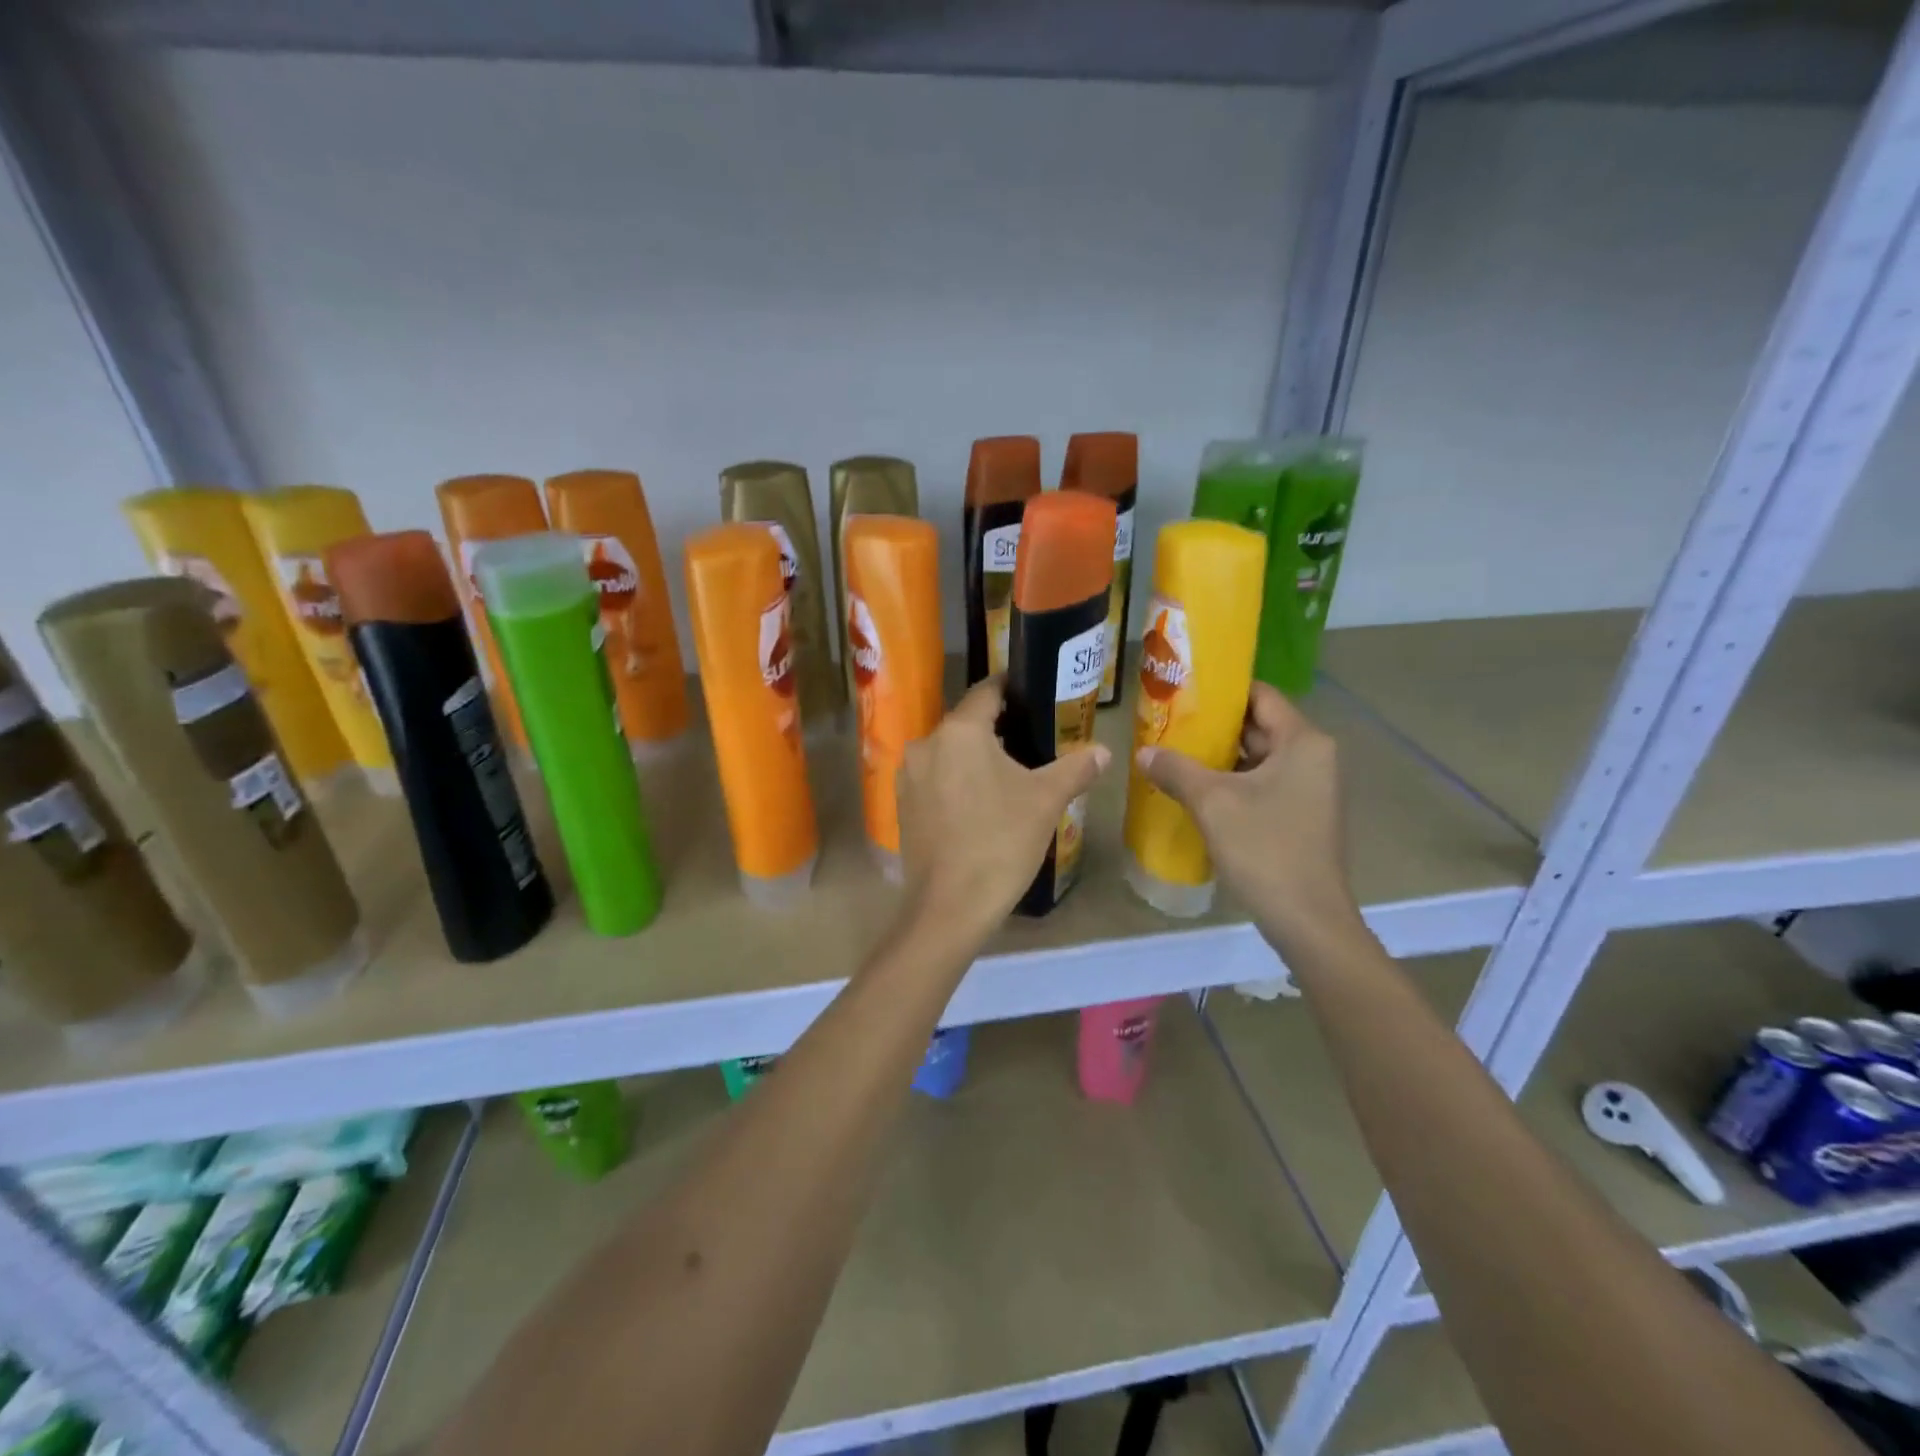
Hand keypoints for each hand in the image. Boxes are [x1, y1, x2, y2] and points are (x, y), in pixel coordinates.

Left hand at [896, 677, 1110, 948]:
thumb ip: (1076, 768)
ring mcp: (908, 776)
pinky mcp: (902, 805)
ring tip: (1008, 776)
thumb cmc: (1001, 842)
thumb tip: (1104, 751)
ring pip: (949, 753)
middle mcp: (926, 744)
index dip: (1012, 689)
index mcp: (960, 731)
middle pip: (967, 723)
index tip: (1034, 696)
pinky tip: (979, 804)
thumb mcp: (1046, 801)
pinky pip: (935, 779)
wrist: (949, 906)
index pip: (987, 691)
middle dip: (997, 729)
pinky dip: (956, 781)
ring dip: (975, 758)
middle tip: (1031, 742)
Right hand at [1136, 682, 1361, 958]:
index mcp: (1303, 742)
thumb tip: (1143, 752)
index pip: (1260, 696)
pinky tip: (1195, 790)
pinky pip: (1262, 784)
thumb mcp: (1212, 803)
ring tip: (1173, 753)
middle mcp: (1314, 757)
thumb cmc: (1265, 849)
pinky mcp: (1301, 815)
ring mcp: (1310, 789)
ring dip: (1218, 757)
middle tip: (1168, 723)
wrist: (1307, 920)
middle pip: (1258, 726)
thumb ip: (1175, 769)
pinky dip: (1232, 782)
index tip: (1182, 691)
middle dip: (1213, 726)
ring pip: (1258, 758)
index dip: (1221, 691)